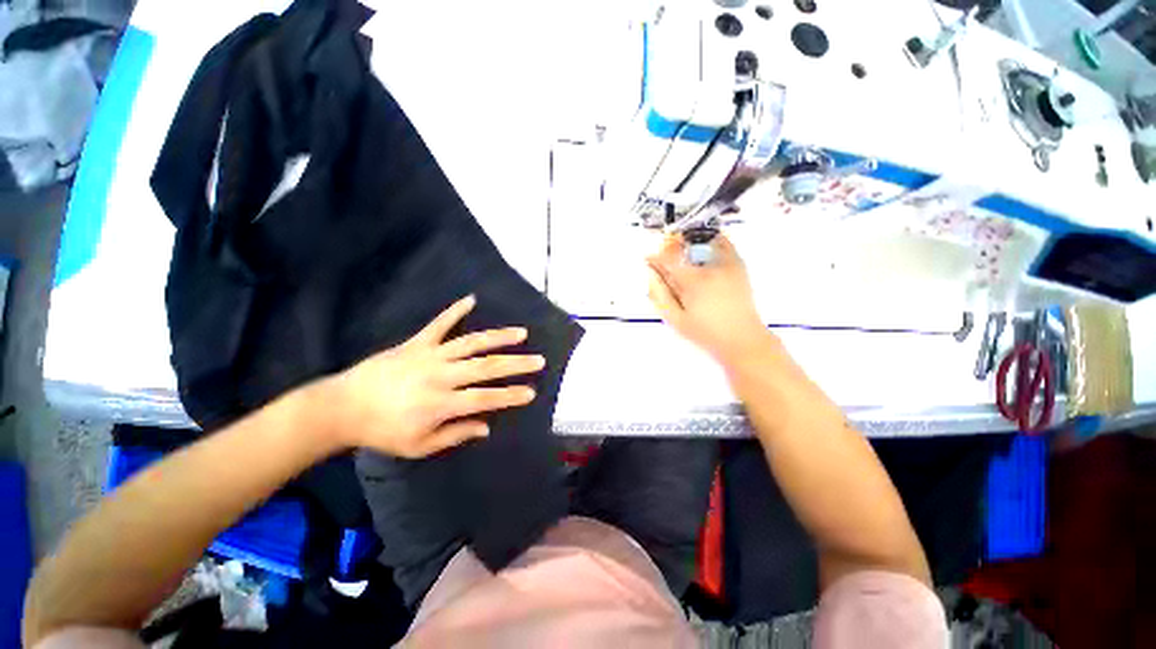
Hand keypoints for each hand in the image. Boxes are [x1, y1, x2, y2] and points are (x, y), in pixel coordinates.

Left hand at [314, 295, 542, 457]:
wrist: (342, 407)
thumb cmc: (382, 431)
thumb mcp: (418, 446)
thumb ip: (454, 435)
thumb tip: (486, 426)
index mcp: (440, 404)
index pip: (484, 399)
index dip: (510, 396)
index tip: (531, 392)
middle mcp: (440, 376)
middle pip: (485, 368)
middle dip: (515, 365)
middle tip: (538, 360)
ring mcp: (429, 355)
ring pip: (471, 343)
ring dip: (498, 337)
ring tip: (521, 332)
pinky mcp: (416, 343)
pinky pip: (439, 324)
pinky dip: (455, 311)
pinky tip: (471, 299)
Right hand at [646, 233, 766, 362]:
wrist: (742, 338)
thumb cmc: (706, 332)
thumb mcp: (676, 319)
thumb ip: (660, 295)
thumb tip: (650, 273)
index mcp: (693, 281)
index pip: (668, 259)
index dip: (655, 258)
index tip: (647, 260)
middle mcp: (711, 267)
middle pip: (684, 247)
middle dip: (669, 250)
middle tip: (664, 262)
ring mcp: (727, 263)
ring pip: (702, 241)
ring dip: (687, 245)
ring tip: (682, 258)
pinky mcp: (739, 265)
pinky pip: (723, 243)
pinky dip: (711, 242)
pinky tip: (702, 252)